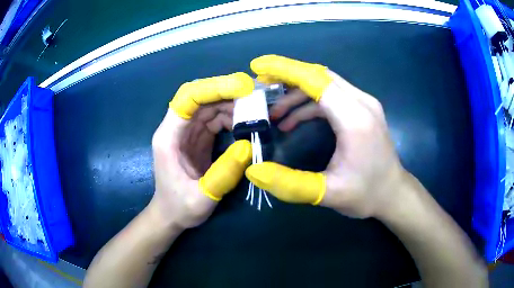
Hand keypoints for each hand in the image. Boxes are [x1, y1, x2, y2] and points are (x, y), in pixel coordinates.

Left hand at [151, 73, 253, 228]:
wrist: (171, 215)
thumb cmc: (180, 207)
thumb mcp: (202, 198)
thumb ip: (223, 174)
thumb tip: (247, 146)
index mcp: (168, 137)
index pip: (187, 99)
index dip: (213, 88)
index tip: (242, 88)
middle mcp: (175, 128)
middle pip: (200, 98)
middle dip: (227, 92)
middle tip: (255, 95)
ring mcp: (186, 132)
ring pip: (209, 106)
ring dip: (231, 104)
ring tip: (255, 111)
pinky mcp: (196, 138)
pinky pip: (214, 119)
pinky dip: (230, 117)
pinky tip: (245, 124)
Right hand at [246, 55, 406, 218]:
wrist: (393, 193)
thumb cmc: (366, 194)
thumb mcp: (328, 193)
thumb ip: (290, 184)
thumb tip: (254, 171)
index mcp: (355, 118)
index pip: (317, 80)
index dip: (285, 70)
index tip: (259, 66)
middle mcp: (362, 103)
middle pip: (320, 76)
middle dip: (287, 77)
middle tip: (261, 86)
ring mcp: (365, 104)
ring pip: (325, 84)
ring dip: (298, 93)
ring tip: (275, 114)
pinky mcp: (363, 110)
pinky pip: (332, 96)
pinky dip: (310, 102)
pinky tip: (295, 120)